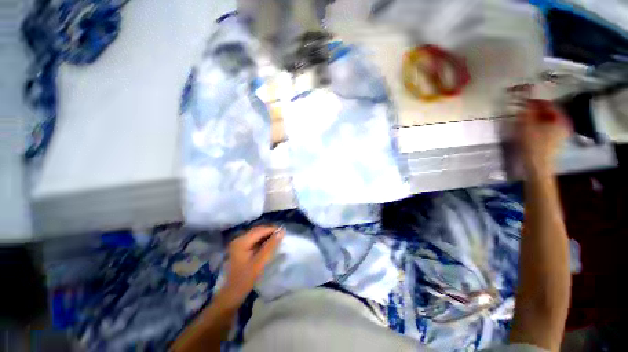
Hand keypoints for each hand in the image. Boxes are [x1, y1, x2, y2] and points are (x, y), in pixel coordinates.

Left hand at [220, 226, 283, 306]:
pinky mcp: (240, 248)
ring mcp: (238, 244)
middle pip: (257, 231)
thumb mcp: (260, 261)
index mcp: (242, 241)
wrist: (233, 293)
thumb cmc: (246, 278)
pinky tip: (268, 245)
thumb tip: (282, 231)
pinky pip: (253, 240)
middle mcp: (239, 239)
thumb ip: (271, 245)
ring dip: (266, 236)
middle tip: (281, 236)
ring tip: (277, 240)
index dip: (272, 230)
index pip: (260, 230)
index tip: (284, 232)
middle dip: (269, 232)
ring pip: (256, 235)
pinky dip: (261, 241)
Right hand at [517, 100, 569, 177]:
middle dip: (537, 111)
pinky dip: (539, 126)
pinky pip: (548, 129)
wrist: (538, 165)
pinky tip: (530, 129)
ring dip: (537, 119)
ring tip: (525, 120)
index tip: (525, 101)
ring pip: (548, 121)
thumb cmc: (533, 144)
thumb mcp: (527, 125)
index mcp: (561, 119)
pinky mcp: (556, 142)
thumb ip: (527, 112)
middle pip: (549, 113)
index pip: (549, 105)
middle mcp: (564, 124)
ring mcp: (561, 134)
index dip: (536, 102)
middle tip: (524, 111)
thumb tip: (527, 102)